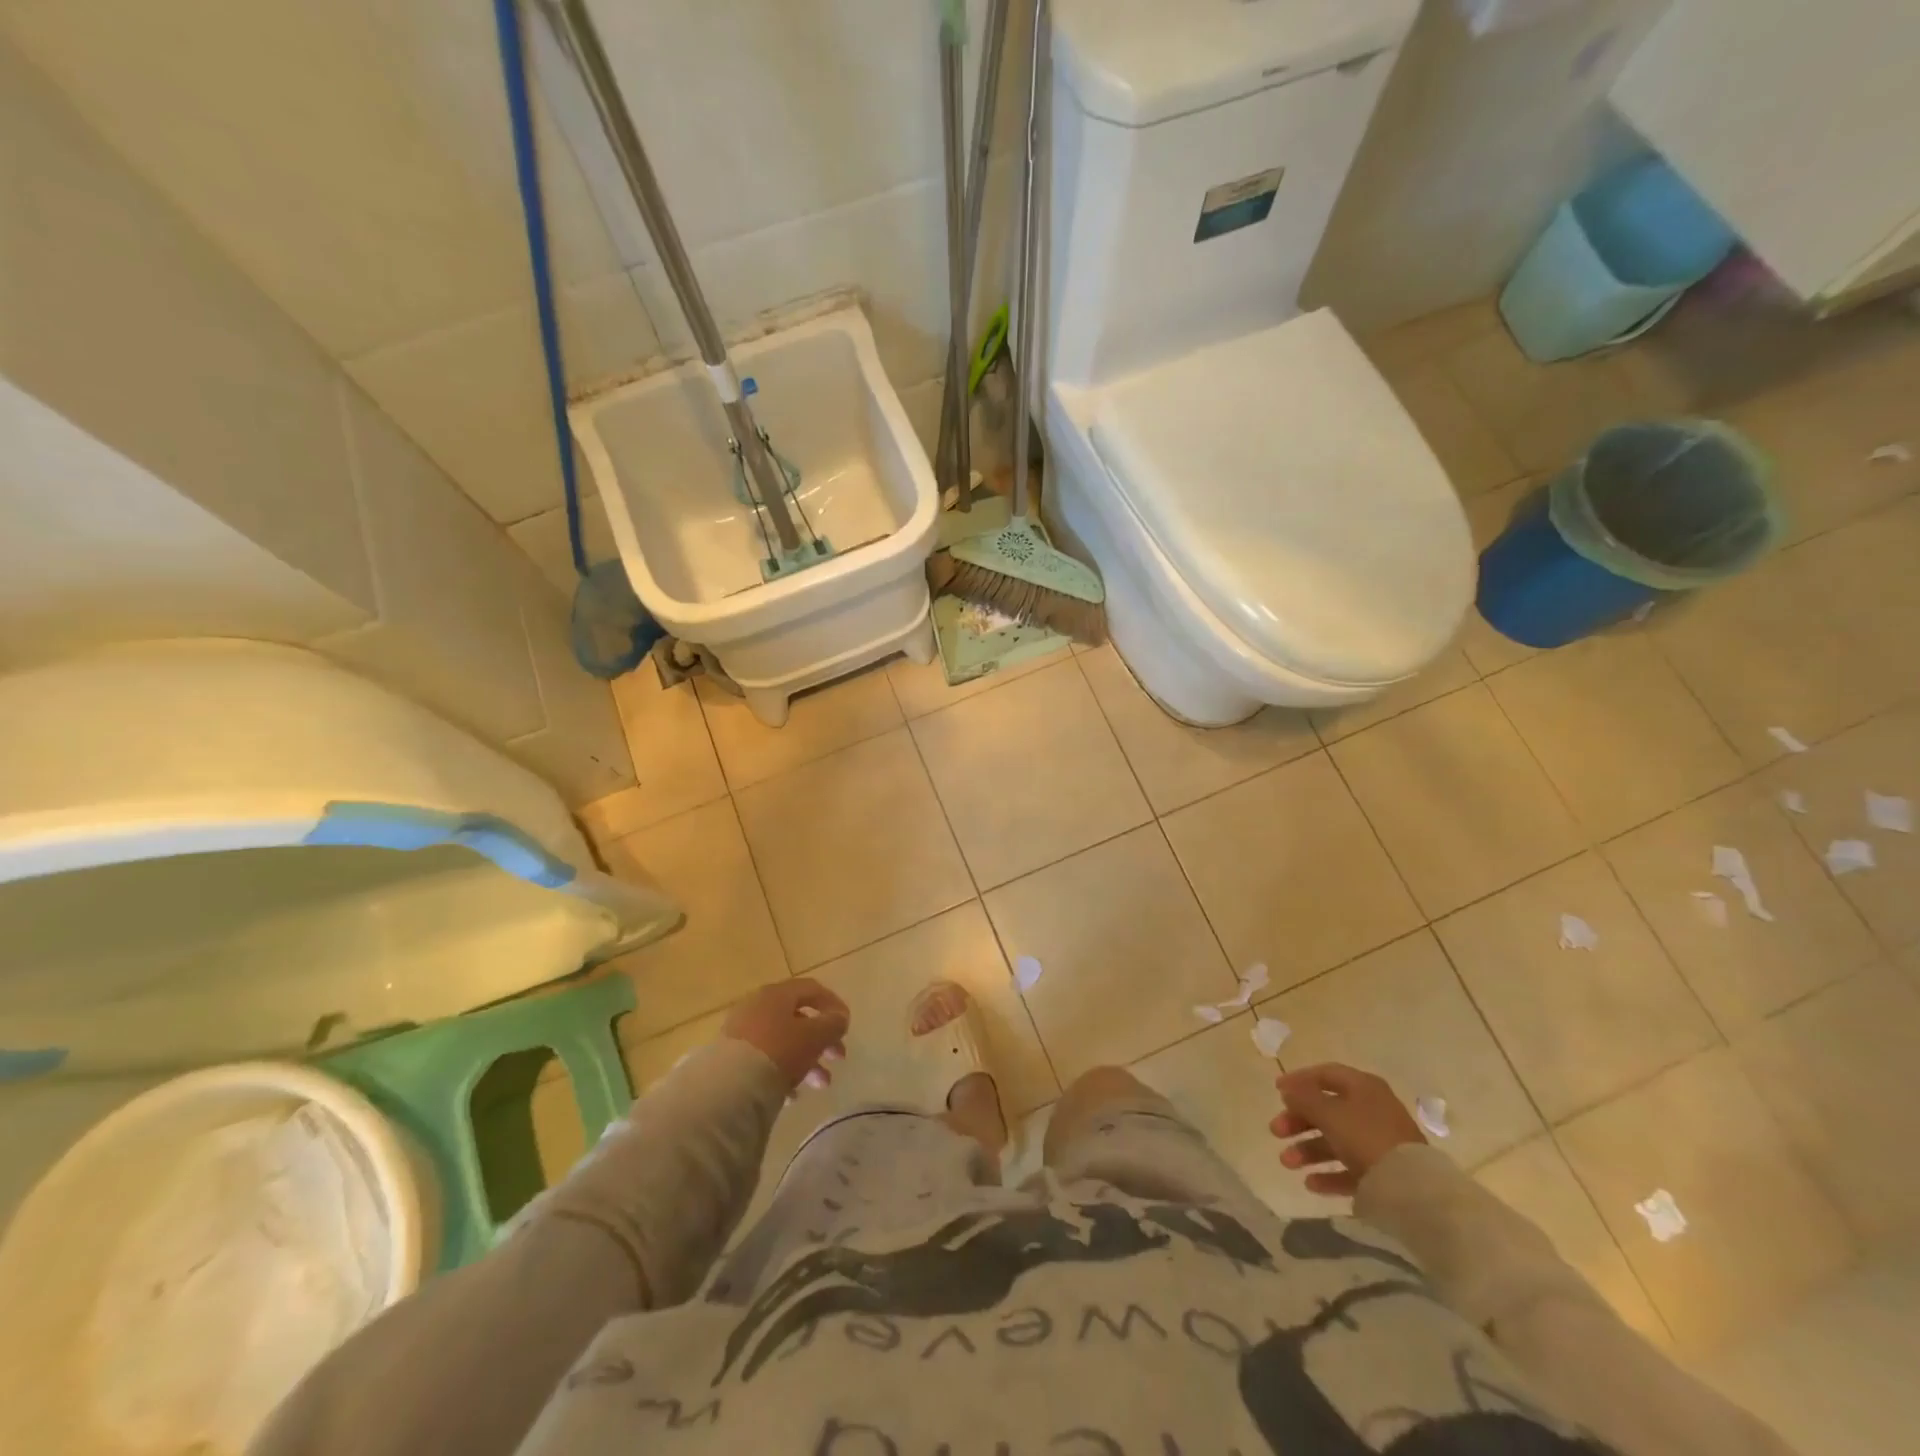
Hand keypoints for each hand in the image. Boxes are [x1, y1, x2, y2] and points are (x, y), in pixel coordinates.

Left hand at [721, 979, 850, 1091]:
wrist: (729, 1087)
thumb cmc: (779, 1051)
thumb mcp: (814, 1036)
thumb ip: (832, 1024)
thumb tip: (840, 1018)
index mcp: (777, 994)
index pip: (811, 989)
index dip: (833, 1004)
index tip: (847, 1025)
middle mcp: (757, 1007)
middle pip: (798, 1018)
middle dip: (823, 1040)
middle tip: (839, 1058)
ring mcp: (741, 1033)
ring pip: (783, 1042)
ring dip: (807, 1061)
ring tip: (820, 1085)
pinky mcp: (730, 1058)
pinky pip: (764, 1061)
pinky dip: (783, 1074)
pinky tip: (793, 1096)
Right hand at [1269, 1063, 1425, 1196]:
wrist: (1413, 1191)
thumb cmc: (1366, 1138)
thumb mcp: (1329, 1113)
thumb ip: (1304, 1098)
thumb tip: (1289, 1090)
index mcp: (1363, 1087)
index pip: (1326, 1074)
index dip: (1299, 1079)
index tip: (1276, 1091)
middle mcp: (1372, 1110)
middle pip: (1327, 1109)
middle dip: (1298, 1121)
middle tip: (1275, 1131)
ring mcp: (1379, 1142)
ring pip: (1336, 1140)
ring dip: (1308, 1149)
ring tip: (1286, 1163)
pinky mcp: (1384, 1173)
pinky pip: (1350, 1168)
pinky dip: (1329, 1173)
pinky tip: (1310, 1183)